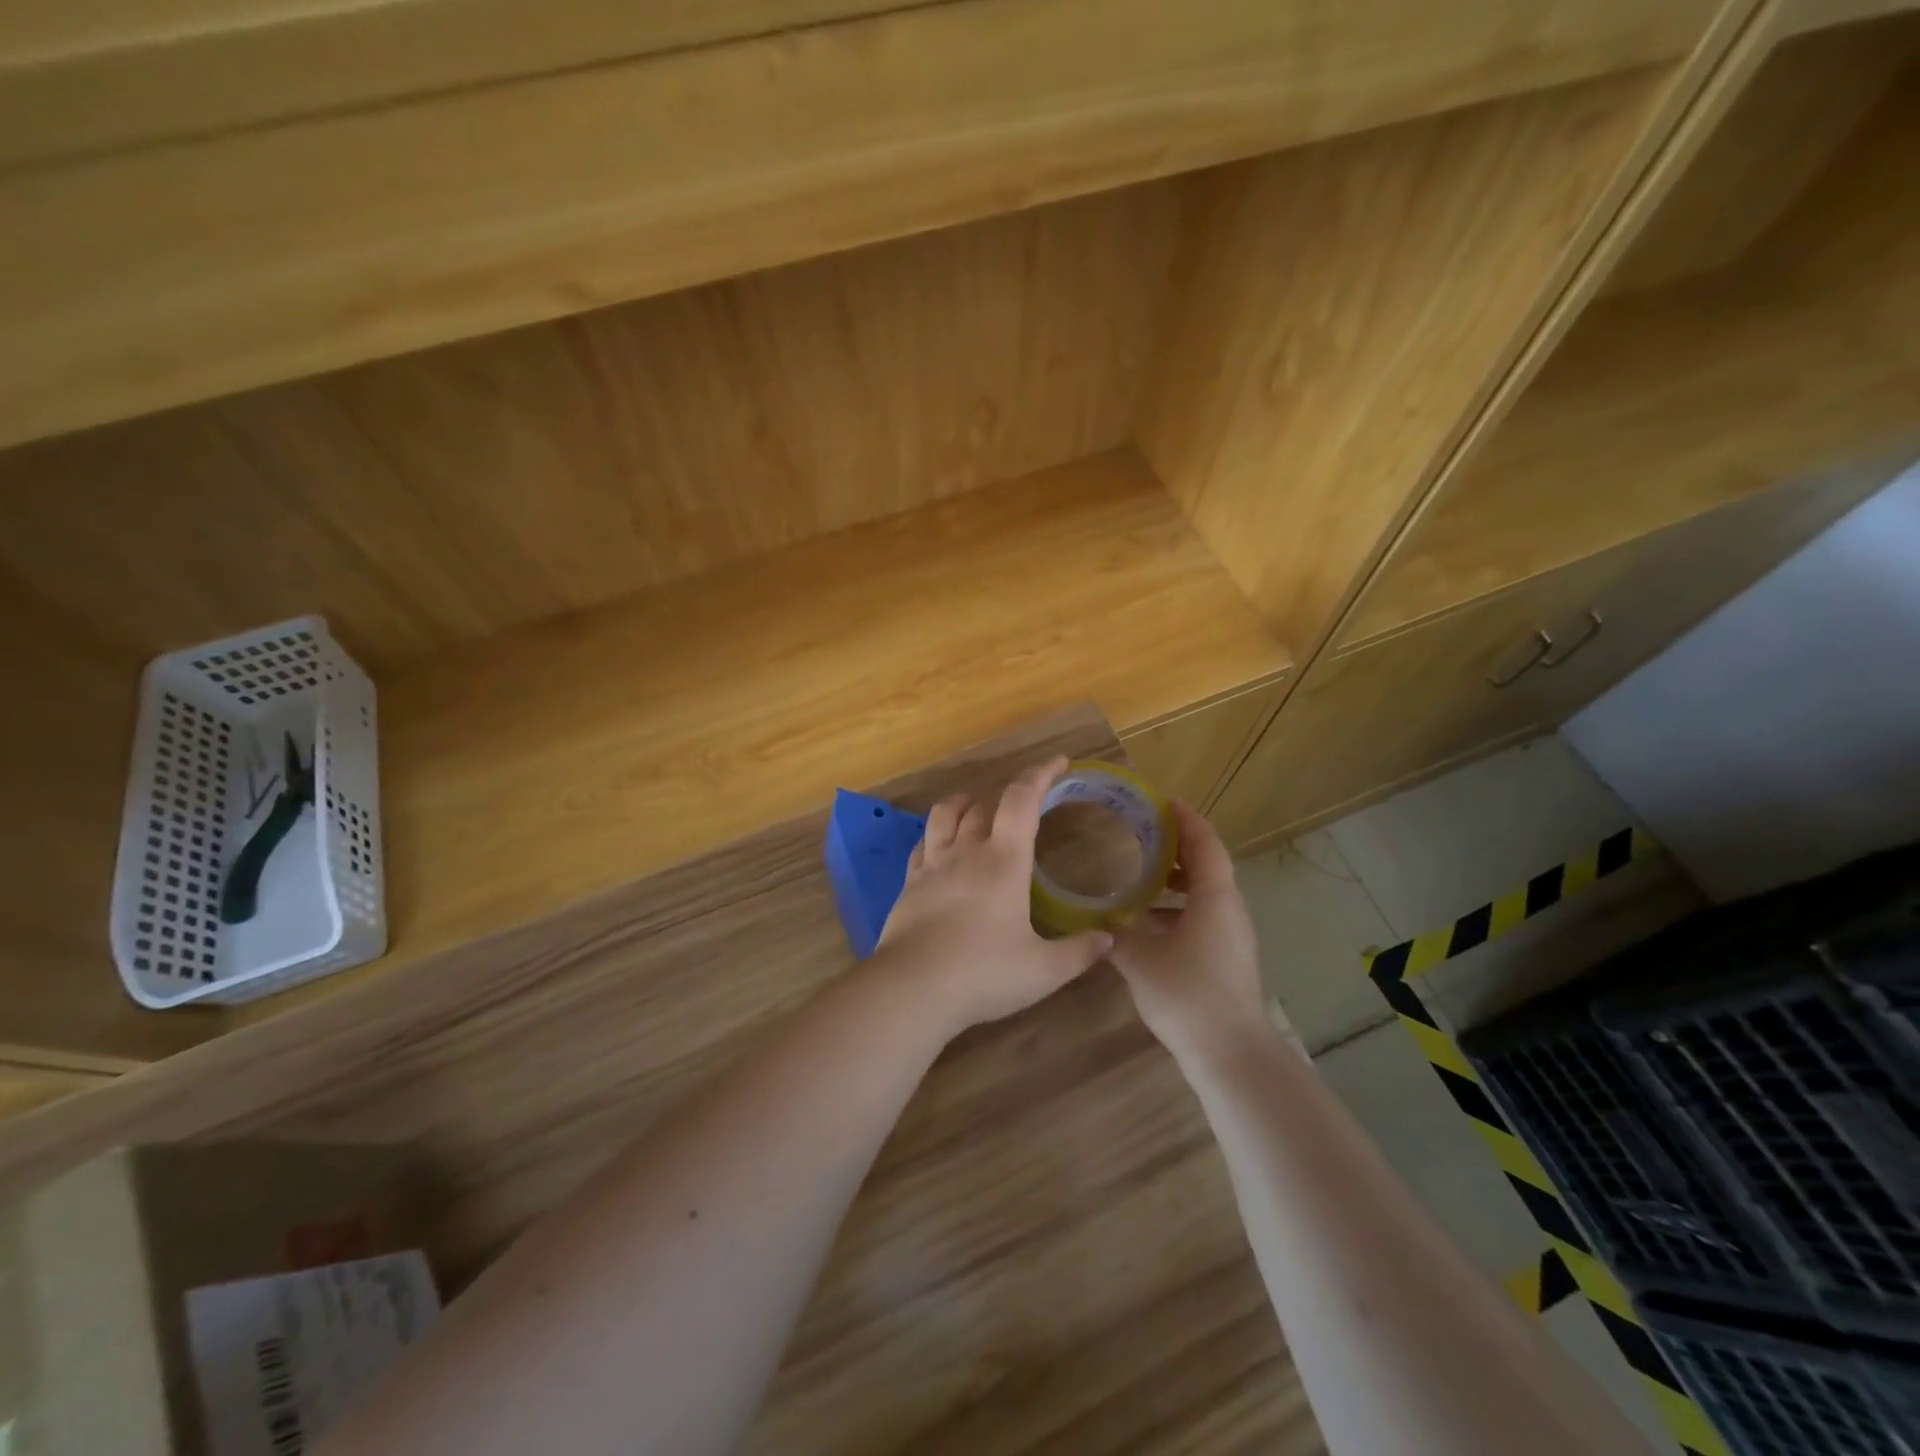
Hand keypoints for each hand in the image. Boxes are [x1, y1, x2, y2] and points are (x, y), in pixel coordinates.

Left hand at [875, 757, 1113, 1036]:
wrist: (911, 989)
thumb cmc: (983, 973)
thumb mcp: (1043, 970)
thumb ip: (1079, 952)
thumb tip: (1110, 940)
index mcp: (1004, 861)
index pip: (1022, 799)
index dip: (1040, 774)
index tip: (1058, 762)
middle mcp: (966, 852)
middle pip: (984, 805)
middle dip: (1007, 795)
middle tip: (1024, 802)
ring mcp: (932, 866)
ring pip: (944, 816)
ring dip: (963, 804)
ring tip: (976, 807)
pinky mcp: (909, 885)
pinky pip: (921, 845)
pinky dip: (935, 835)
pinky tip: (939, 846)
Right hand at [1108, 801, 1267, 1063]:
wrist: (1231, 1054)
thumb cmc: (1188, 995)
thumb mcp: (1140, 959)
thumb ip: (1116, 933)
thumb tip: (1097, 917)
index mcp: (1214, 898)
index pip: (1204, 844)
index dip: (1186, 819)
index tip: (1163, 801)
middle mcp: (1229, 910)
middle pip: (1207, 866)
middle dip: (1176, 848)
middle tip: (1141, 834)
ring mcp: (1231, 937)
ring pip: (1204, 894)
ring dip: (1175, 881)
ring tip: (1139, 876)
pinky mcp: (1226, 959)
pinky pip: (1202, 917)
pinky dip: (1176, 909)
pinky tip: (1145, 924)